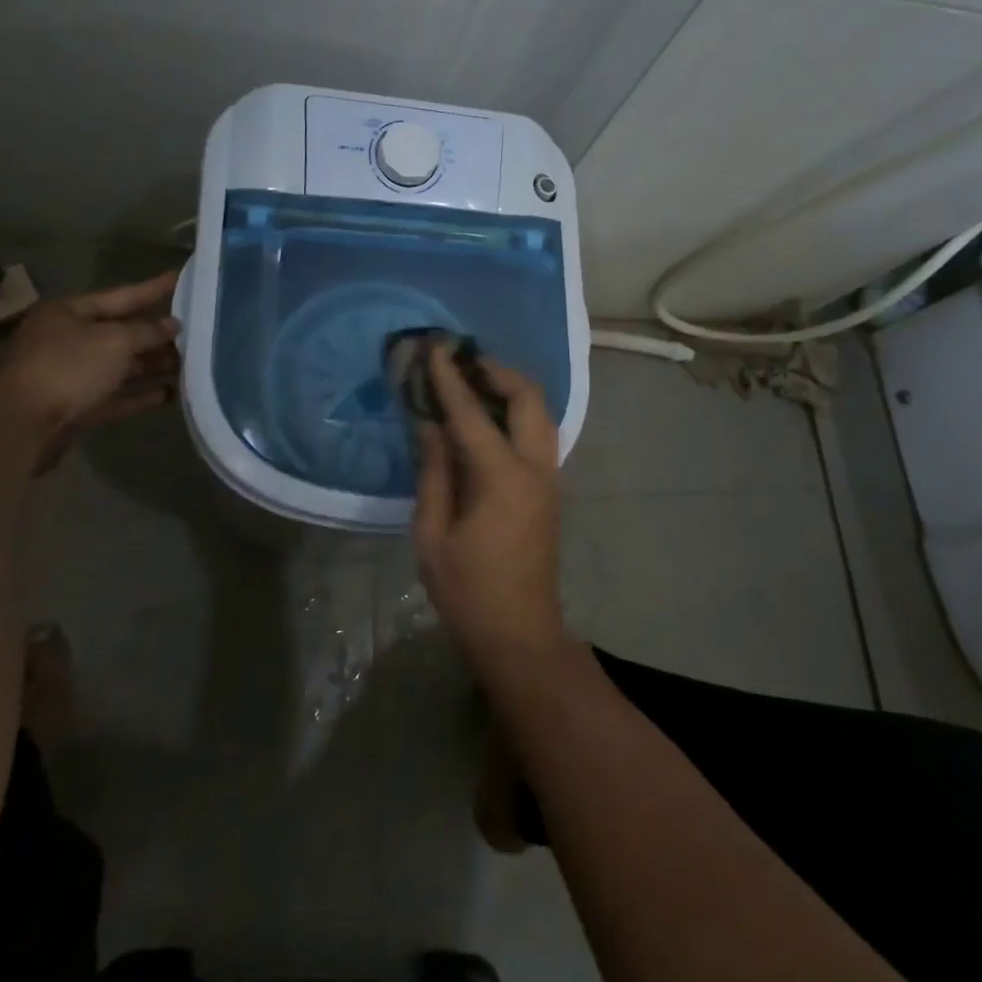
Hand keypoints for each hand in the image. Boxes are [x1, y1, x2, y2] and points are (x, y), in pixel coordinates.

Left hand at [0, 272, 180, 453]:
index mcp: (69, 312)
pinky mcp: (77, 406)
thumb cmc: (69, 368)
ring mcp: (71, 374)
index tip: (181, 277)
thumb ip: (148, 331)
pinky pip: (116, 395)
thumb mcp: (115, 342)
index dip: (153, 288)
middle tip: (197, 329)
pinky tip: (169, 394)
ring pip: (121, 365)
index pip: (121, 295)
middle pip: (122, 332)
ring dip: (153, 365)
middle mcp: (68, 339)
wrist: (22, 426)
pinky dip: (140, 394)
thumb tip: (173, 324)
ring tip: (190, 364)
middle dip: (157, 333)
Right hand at [411, 343, 566, 671]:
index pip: (472, 414)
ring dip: (512, 389)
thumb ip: (434, 473)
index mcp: (502, 478)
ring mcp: (549, 478)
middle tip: (464, 360)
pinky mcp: (551, 489)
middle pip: (528, 398)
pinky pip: (539, 433)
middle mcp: (535, 468)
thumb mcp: (433, 535)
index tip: (436, 348)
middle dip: (497, 370)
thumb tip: (430, 426)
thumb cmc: (468, 591)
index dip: (450, 378)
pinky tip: (490, 418)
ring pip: (541, 413)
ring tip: (476, 381)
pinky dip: (517, 412)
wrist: (521, 633)